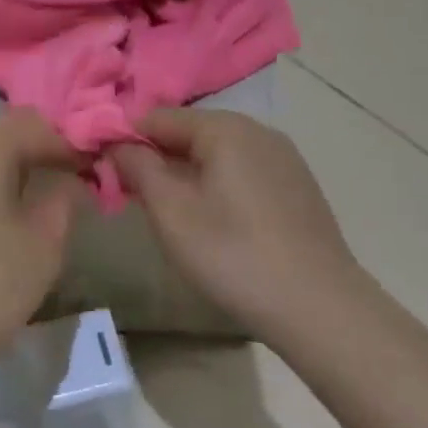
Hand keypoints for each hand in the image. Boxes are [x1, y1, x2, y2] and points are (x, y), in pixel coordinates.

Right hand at [111, 109, 364, 342]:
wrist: (322, 309)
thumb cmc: (234, 255)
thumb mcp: (171, 212)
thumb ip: (138, 168)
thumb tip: (117, 143)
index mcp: (224, 127)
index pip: (157, 117)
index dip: (126, 141)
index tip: (105, 171)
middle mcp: (256, 130)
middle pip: (189, 132)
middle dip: (157, 159)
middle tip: (135, 198)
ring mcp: (283, 158)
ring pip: (216, 153)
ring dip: (186, 174)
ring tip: (173, 215)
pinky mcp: (297, 186)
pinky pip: (242, 171)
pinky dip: (218, 186)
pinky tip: (217, 224)